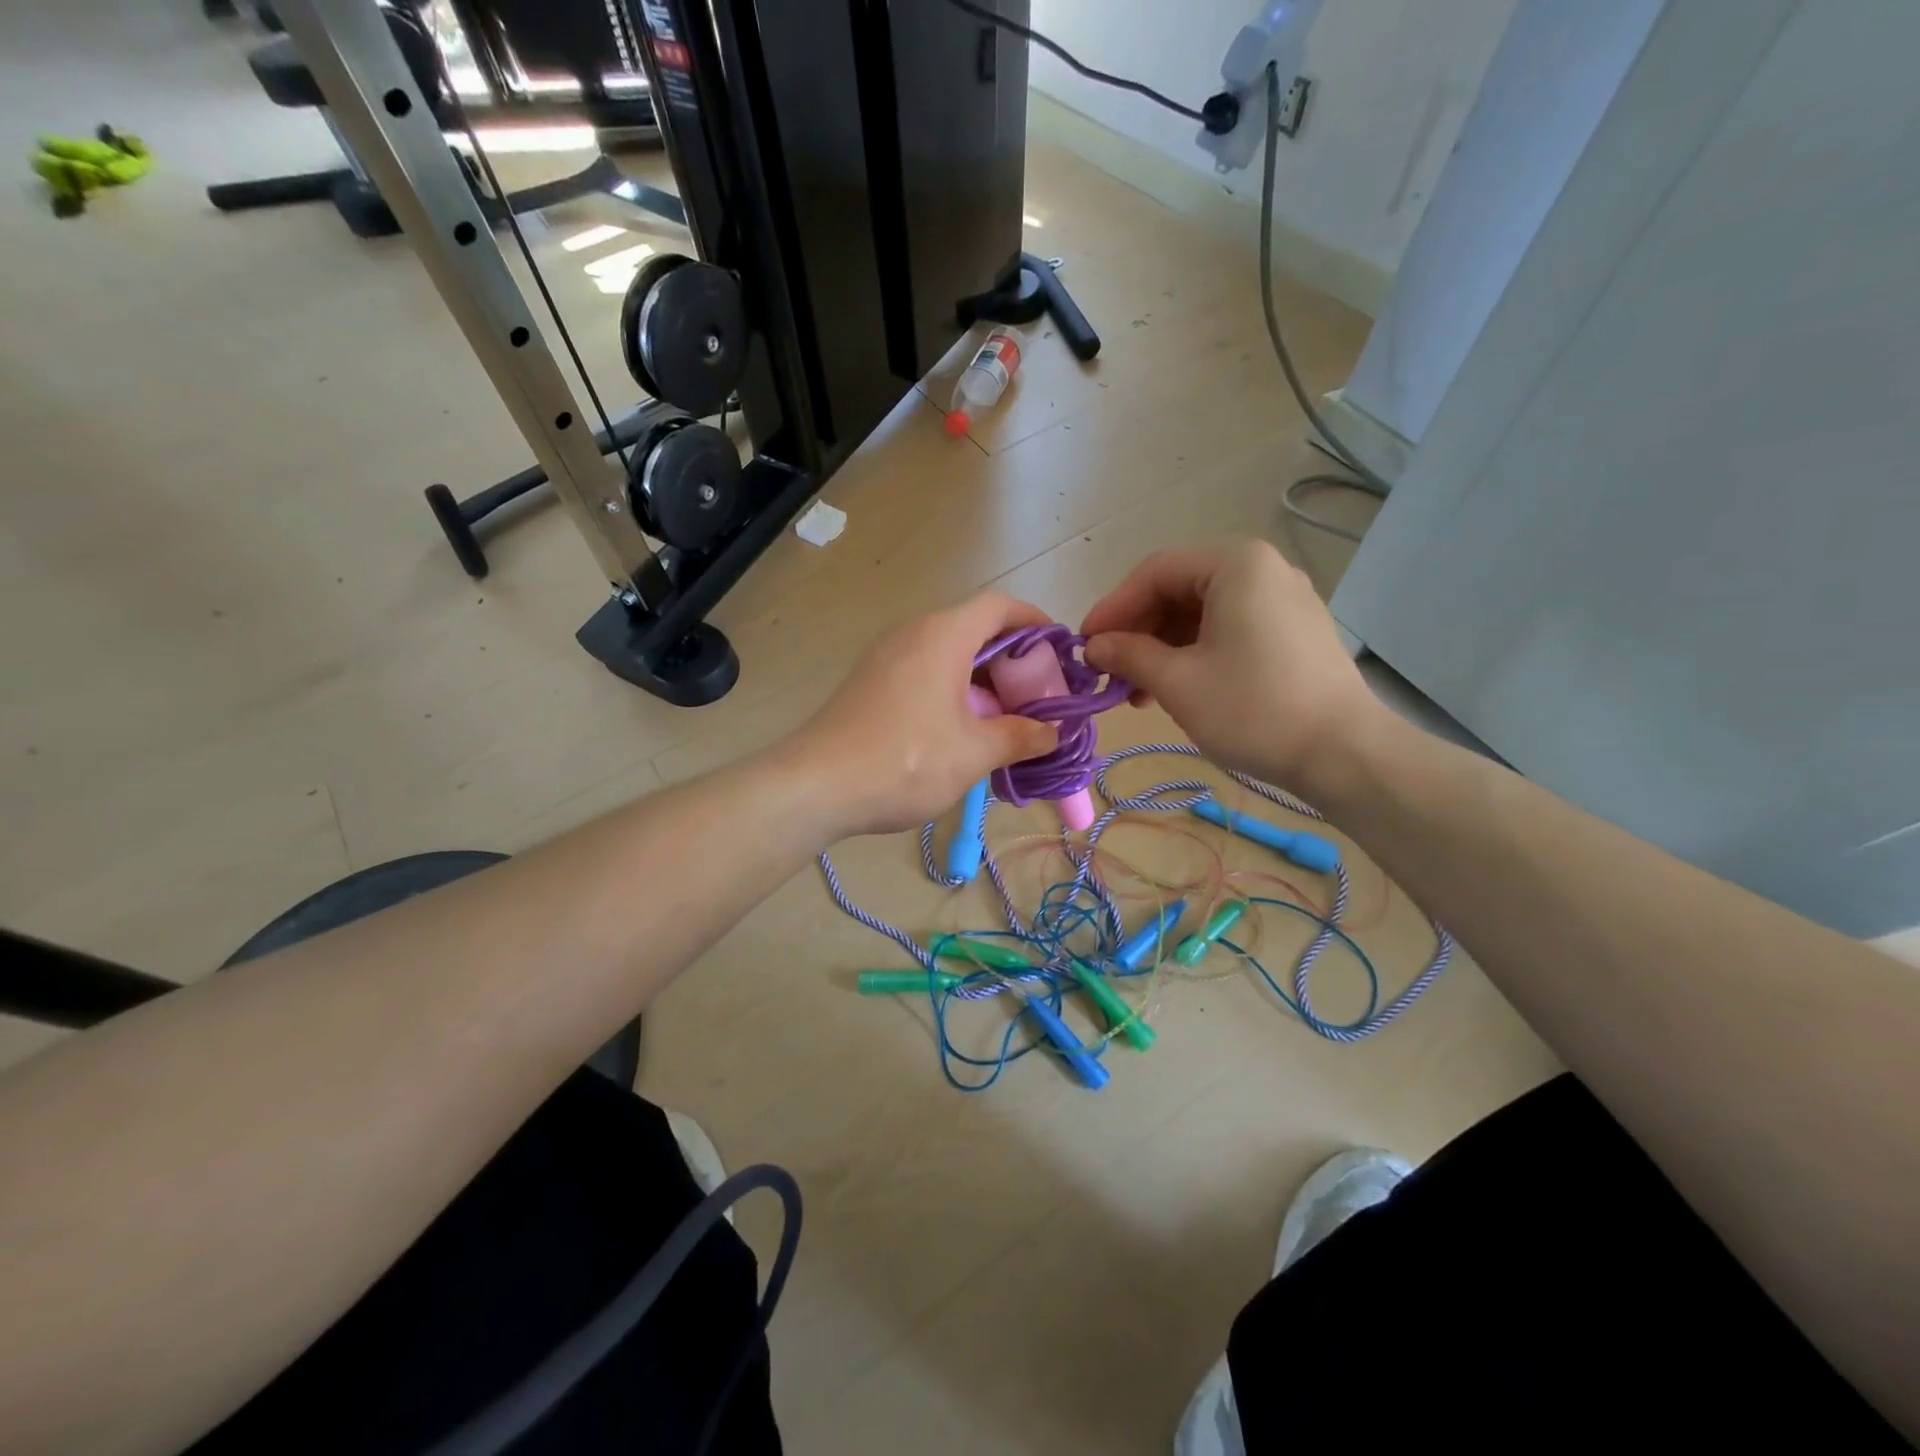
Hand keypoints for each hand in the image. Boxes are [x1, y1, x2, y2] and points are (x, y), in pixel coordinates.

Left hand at [788, 592, 1060, 837]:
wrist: (816, 786)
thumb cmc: (906, 761)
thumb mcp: (974, 752)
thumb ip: (1020, 737)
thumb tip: (1052, 733)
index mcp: (943, 635)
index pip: (999, 606)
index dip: (1035, 623)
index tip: (1059, 652)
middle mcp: (913, 633)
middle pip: (975, 630)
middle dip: (1012, 663)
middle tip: (1036, 700)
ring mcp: (886, 657)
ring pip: (948, 656)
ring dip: (982, 683)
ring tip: (1004, 723)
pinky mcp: (870, 683)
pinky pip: (924, 674)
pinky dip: (952, 692)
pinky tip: (961, 734)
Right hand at [1080, 540, 1379, 790]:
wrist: (1343, 754)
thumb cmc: (1253, 708)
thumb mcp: (1177, 681)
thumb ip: (1129, 654)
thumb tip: (1094, 646)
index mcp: (1236, 564)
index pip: (1155, 572)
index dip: (1113, 608)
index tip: (1085, 645)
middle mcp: (1263, 570)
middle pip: (1179, 591)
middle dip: (1138, 632)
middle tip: (1109, 672)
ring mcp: (1284, 601)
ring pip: (1203, 615)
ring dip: (1163, 649)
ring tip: (1137, 693)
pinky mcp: (1294, 633)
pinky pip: (1230, 631)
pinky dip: (1195, 655)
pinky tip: (1175, 691)